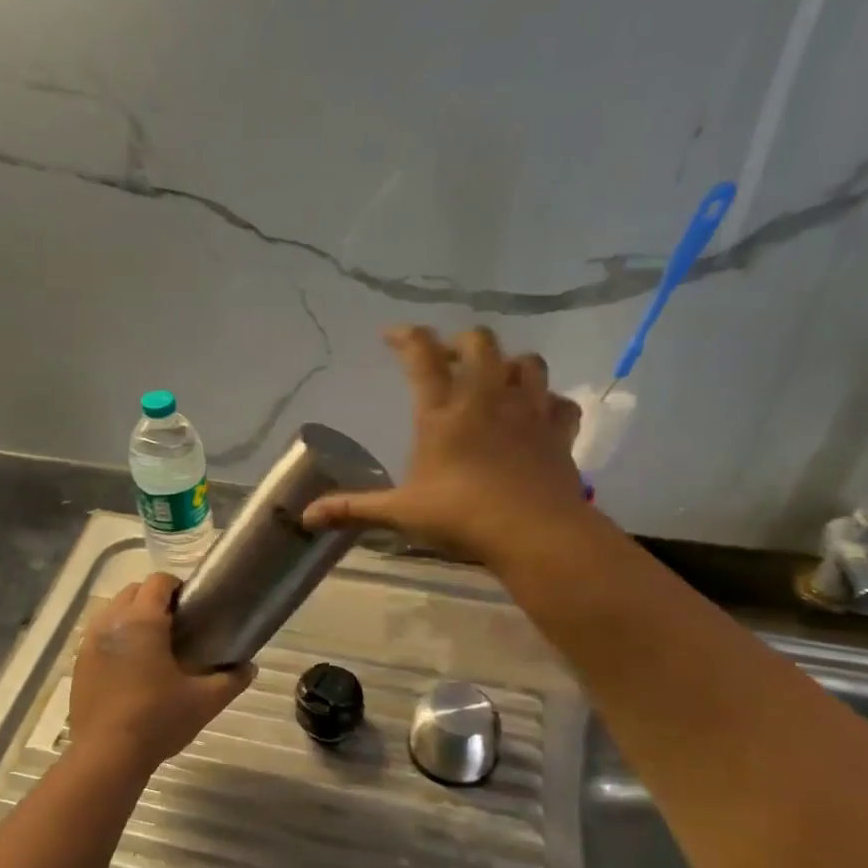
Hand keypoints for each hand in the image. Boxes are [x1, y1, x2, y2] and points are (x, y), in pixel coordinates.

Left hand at [69, 573, 254, 772]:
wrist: (106, 756)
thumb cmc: (157, 720)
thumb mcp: (204, 701)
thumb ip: (231, 680)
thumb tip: (249, 667)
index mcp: (142, 621)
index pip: (158, 582)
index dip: (177, 587)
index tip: (192, 607)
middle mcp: (112, 622)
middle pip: (133, 591)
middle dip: (154, 599)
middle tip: (176, 626)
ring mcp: (90, 642)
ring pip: (112, 611)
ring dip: (132, 617)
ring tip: (152, 645)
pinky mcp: (79, 663)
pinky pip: (99, 636)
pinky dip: (115, 638)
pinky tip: (130, 667)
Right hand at [301, 325, 592, 563]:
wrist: (535, 533)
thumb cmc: (461, 517)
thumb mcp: (399, 513)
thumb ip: (353, 509)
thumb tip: (306, 517)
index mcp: (443, 411)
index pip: (422, 355)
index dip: (405, 336)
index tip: (391, 334)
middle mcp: (487, 398)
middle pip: (480, 342)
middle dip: (462, 342)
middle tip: (448, 360)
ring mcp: (529, 410)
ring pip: (528, 362)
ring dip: (509, 364)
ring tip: (495, 380)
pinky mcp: (559, 431)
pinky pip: (560, 403)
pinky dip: (549, 403)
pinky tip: (538, 415)